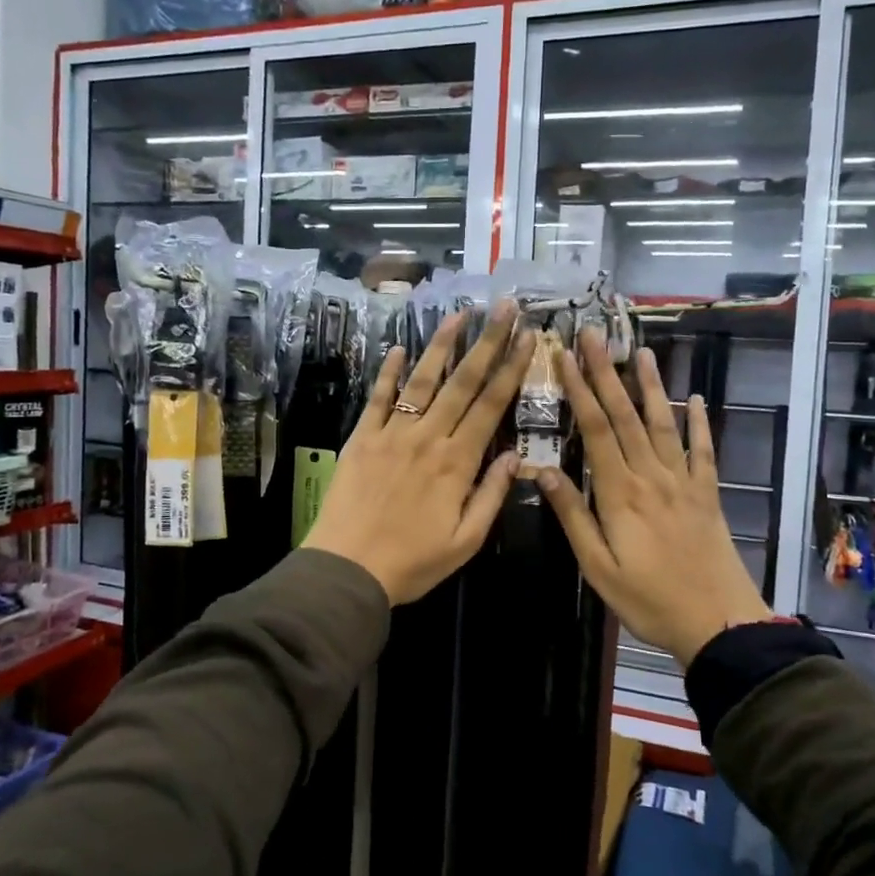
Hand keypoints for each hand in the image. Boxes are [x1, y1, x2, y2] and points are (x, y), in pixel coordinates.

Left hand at [304, 302, 533, 604]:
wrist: (347, 568)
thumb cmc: (412, 562)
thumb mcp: (465, 541)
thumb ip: (491, 495)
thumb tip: (516, 457)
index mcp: (457, 462)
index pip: (491, 406)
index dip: (512, 369)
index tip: (527, 337)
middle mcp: (428, 437)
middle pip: (463, 382)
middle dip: (487, 342)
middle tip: (504, 307)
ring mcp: (392, 433)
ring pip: (422, 380)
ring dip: (442, 344)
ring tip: (459, 313)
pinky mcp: (362, 437)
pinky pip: (379, 397)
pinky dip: (389, 371)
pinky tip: (399, 347)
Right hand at [536, 329, 773, 665]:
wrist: (719, 623)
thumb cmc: (648, 599)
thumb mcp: (597, 567)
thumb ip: (573, 516)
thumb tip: (542, 471)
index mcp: (620, 493)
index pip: (595, 429)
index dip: (579, 390)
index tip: (564, 357)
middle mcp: (651, 476)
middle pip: (625, 416)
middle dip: (606, 373)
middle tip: (594, 335)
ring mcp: (683, 482)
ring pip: (662, 424)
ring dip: (650, 386)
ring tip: (642, 352)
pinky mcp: (707, 494)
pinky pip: (702, 451)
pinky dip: (698, 423)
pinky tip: (694, 400)